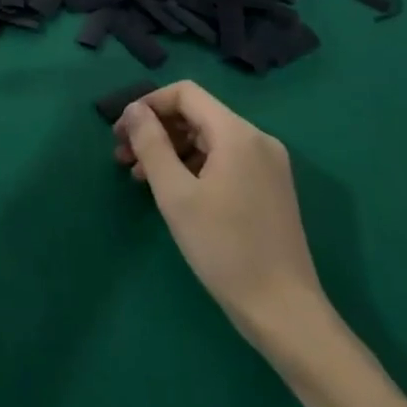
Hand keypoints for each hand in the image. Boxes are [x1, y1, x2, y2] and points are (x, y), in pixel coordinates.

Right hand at [114, 81, 328, 348]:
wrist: (285, 312)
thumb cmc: (224, 249)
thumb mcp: (175, 194)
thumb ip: (151, 144)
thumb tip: (134, 110)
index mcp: (237, 133)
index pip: (185, 94)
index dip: (148, 105)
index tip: (122, 133)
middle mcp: (257, 139)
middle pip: (196, 115)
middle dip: (156, 130)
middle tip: (123, 157)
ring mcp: (268, 164)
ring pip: (208, 139)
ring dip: (171, 150)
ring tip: (139, 177)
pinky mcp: (270, 188)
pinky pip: (224, 160)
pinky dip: (193, 166)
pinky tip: (172, 190)